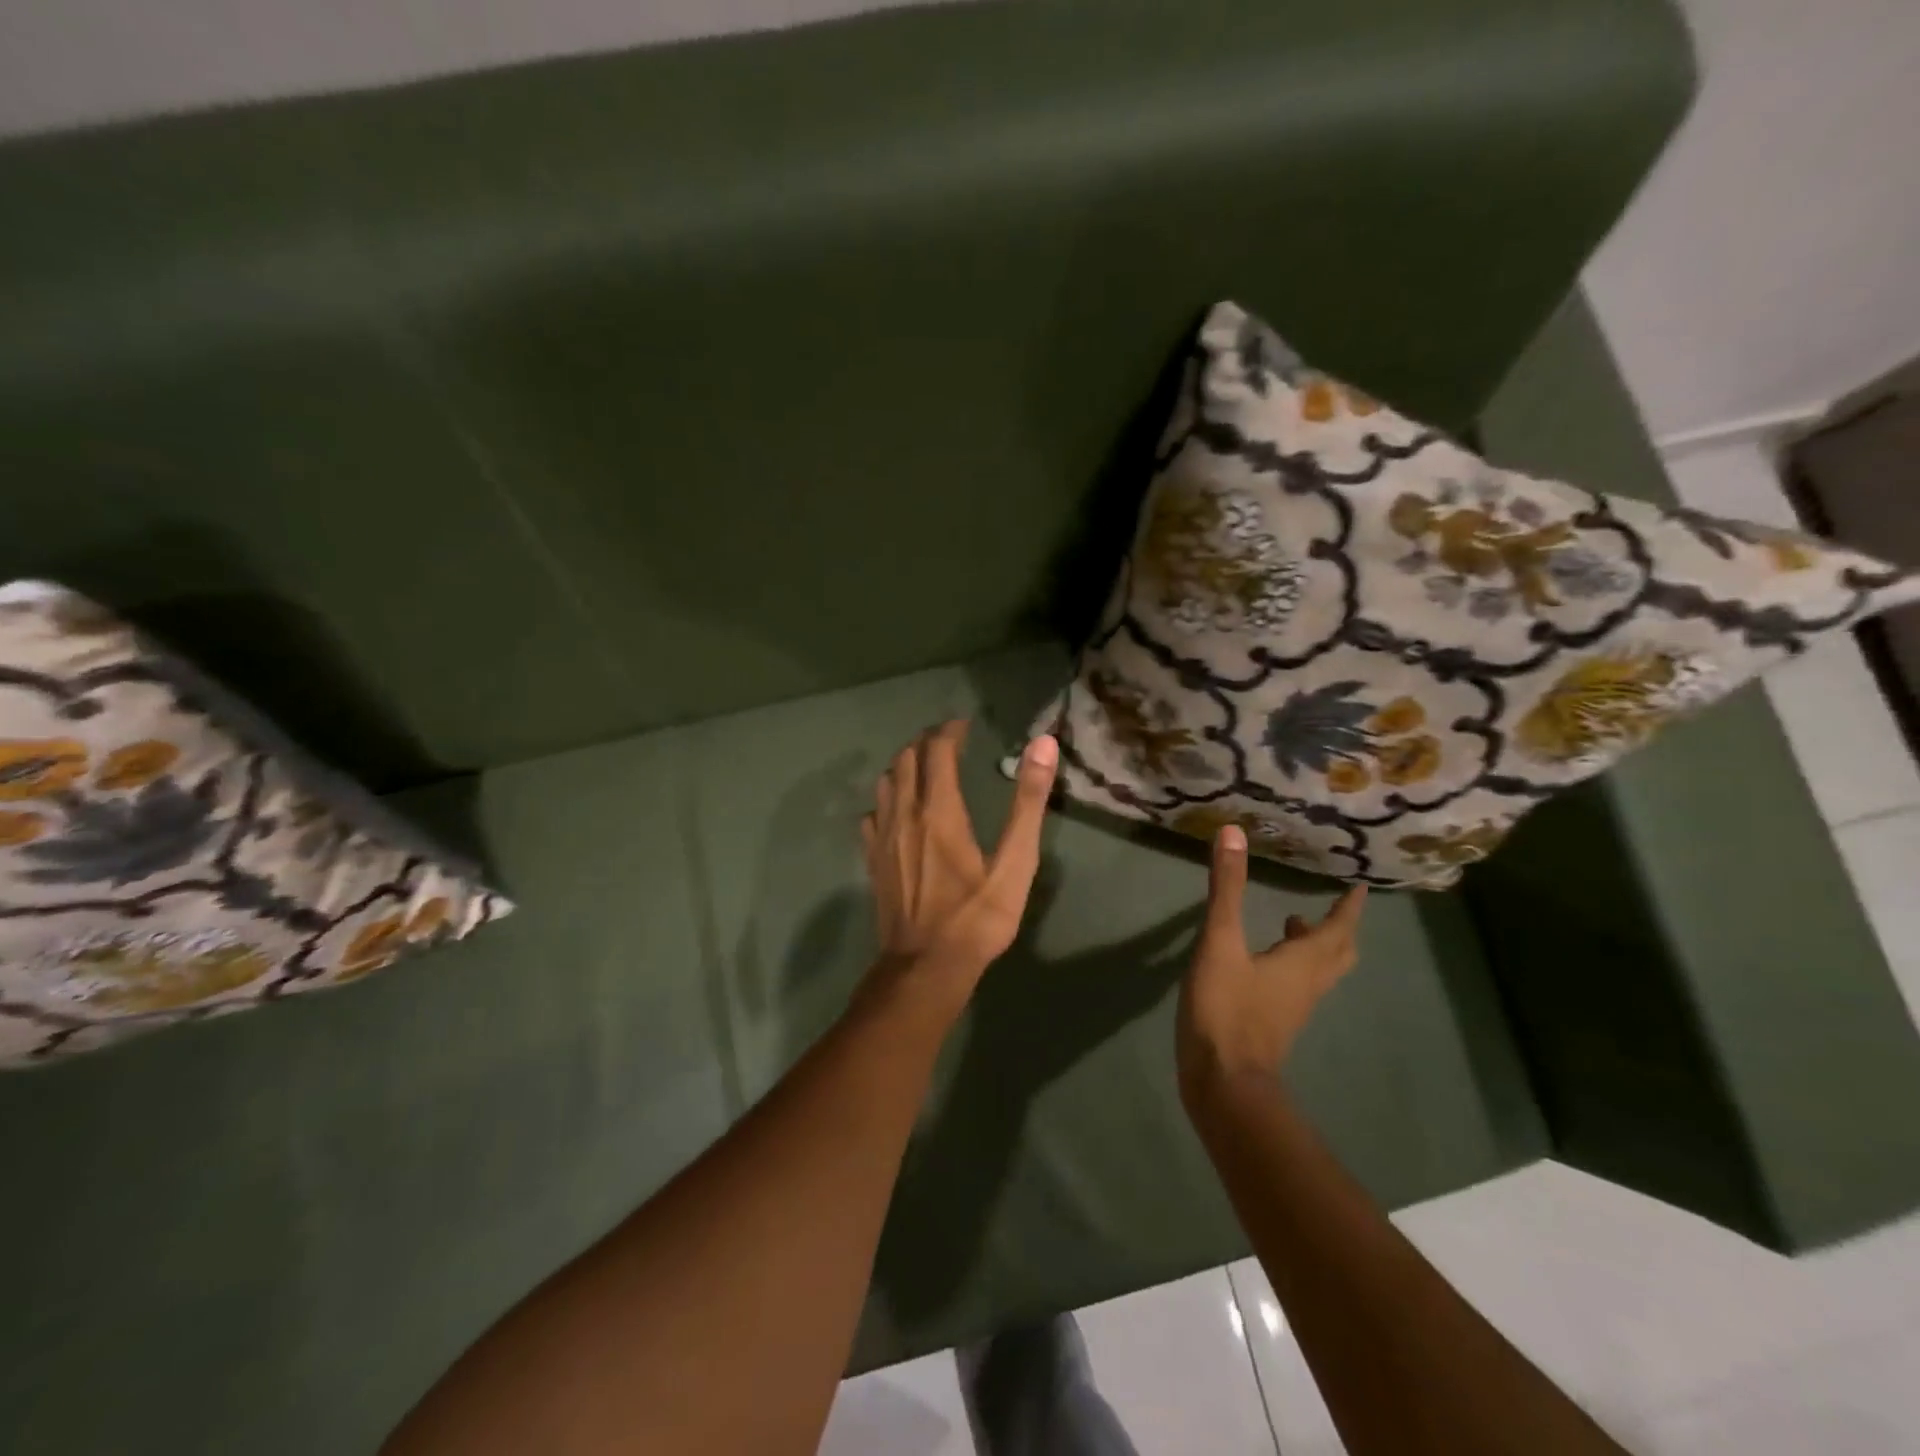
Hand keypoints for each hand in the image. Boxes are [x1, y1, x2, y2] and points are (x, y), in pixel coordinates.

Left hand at [861, 722, 1058, 1015]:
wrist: (925, 967)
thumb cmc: (976, 917)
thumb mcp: (1015, 863)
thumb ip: (1028, 801)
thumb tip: (1042, 745)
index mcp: (939, 809)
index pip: (937, 749)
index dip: (950, 730)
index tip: (965, 725)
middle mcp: (904, 813)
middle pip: (905, 758)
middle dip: (927, 743)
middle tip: (949, 743)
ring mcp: (882, 837)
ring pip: (886, 782)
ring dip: (905, 766)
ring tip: (926, 769)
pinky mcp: (872, 859)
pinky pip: (874, 812)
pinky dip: (888, 798)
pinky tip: (900, 811)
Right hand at [1178, 825, 1366, 1098]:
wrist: (1223, 1082)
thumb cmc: (1226, 1008)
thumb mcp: (1220, 942)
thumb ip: (1226, 889)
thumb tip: (1233, 833)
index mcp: (1303, 962)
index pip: (1338, 928)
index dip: (1349, 906)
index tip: (1360, 886)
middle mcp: (1308, 984)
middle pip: (1338, 953)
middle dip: (1338, 927)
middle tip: (1332, 904)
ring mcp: (1293, 1008)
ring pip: (1319, 972)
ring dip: (1314, 946)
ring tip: (1292, 923)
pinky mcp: (1274, 1024)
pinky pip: (1297, 986)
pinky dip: (1292, 965)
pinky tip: (1263, 961)